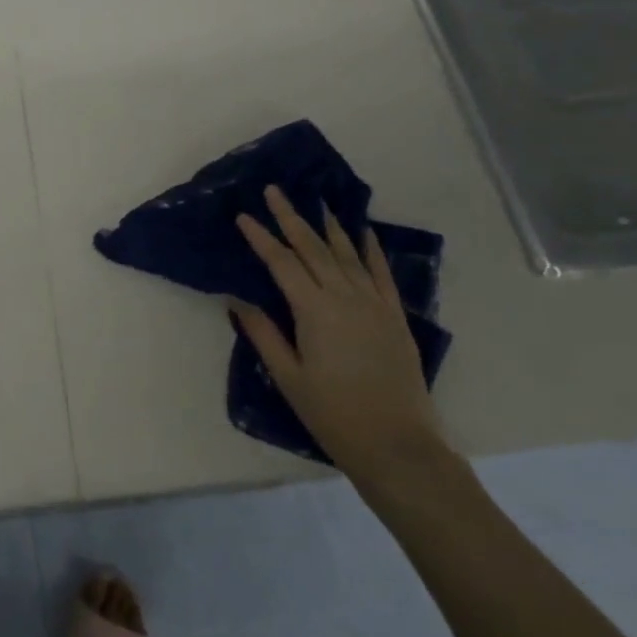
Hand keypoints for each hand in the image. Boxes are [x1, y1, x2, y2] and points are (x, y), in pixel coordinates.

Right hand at [231, 185, 446, 485]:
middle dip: (290, 217)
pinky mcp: (395, 316)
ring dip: (328, 226)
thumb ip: (263, 333)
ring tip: (315, 202)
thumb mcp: (288, 377)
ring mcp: (374, 304)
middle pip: (313, 248)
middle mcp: (344, 297)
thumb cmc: (334, 415)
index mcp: (314, 311)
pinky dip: (371, 249)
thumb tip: (238, 299)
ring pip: (346, 254)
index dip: (260, 237)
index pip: (281, 263)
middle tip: (274, 191)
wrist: (398, 445)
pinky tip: (363, 232)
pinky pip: (381, 273)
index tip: (243, 215)